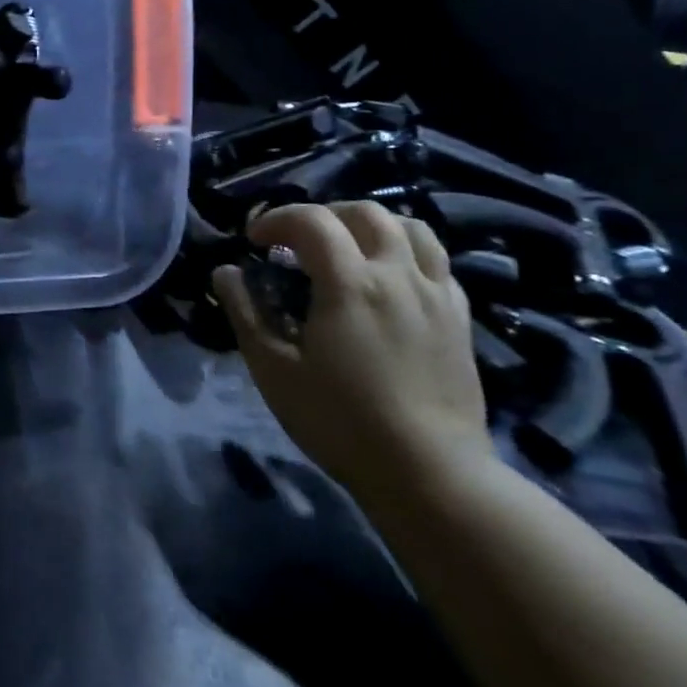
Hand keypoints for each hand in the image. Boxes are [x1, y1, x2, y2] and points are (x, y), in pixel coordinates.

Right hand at [211, 203, 490, 504]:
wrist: (431, 474)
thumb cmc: (341, 422)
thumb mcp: (274, 370)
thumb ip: (246, 314)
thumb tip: (225, 273)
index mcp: (350, 284)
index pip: (311, 220)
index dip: (276, 219)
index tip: (253, 242)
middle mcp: (398, 275)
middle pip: (364, 213)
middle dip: (323, 215)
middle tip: (298, 243)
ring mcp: (436, 294)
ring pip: (411, 228)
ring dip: (370, 226)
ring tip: (346, 249)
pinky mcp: (460, 318)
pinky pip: (437, 262)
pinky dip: (406, 252)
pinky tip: (388, 280)